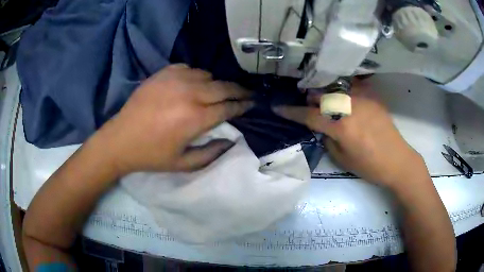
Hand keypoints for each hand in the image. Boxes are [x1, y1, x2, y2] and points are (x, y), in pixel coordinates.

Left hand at [94, 64, 253, 174]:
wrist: (120, 139)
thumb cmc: (152, 155)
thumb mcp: (184, 164)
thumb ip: (211, 153)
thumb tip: (231, 140)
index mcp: (195, 118)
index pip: (228, 107)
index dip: (243, 105)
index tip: (253, 103)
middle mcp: (189, 94)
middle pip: (223, 87)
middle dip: (239, 90)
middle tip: (247, 93)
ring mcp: (175, 80)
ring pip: (207, 75)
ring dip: (216, 84)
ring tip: (218, 92)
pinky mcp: (163, 73)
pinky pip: (189, 69)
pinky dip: (196, 76)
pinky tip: (193, 84)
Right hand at [273, 81, 423, 188]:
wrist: (397, 160)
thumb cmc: (370, 166)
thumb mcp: (343, 159)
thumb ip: (328, 139)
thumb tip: (322, 126)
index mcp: (341, 126)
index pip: (309, 115)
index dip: (291, 112)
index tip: (278, 108)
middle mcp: (350, 107)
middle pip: (321, 95)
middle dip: (310, 100)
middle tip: (308, 105)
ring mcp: (362, 99)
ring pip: (335, 88)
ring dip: (325, 94)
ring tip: (325, 101)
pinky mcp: (372, 97)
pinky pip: (352, 88)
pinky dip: (342, 92)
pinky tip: (344, 98)